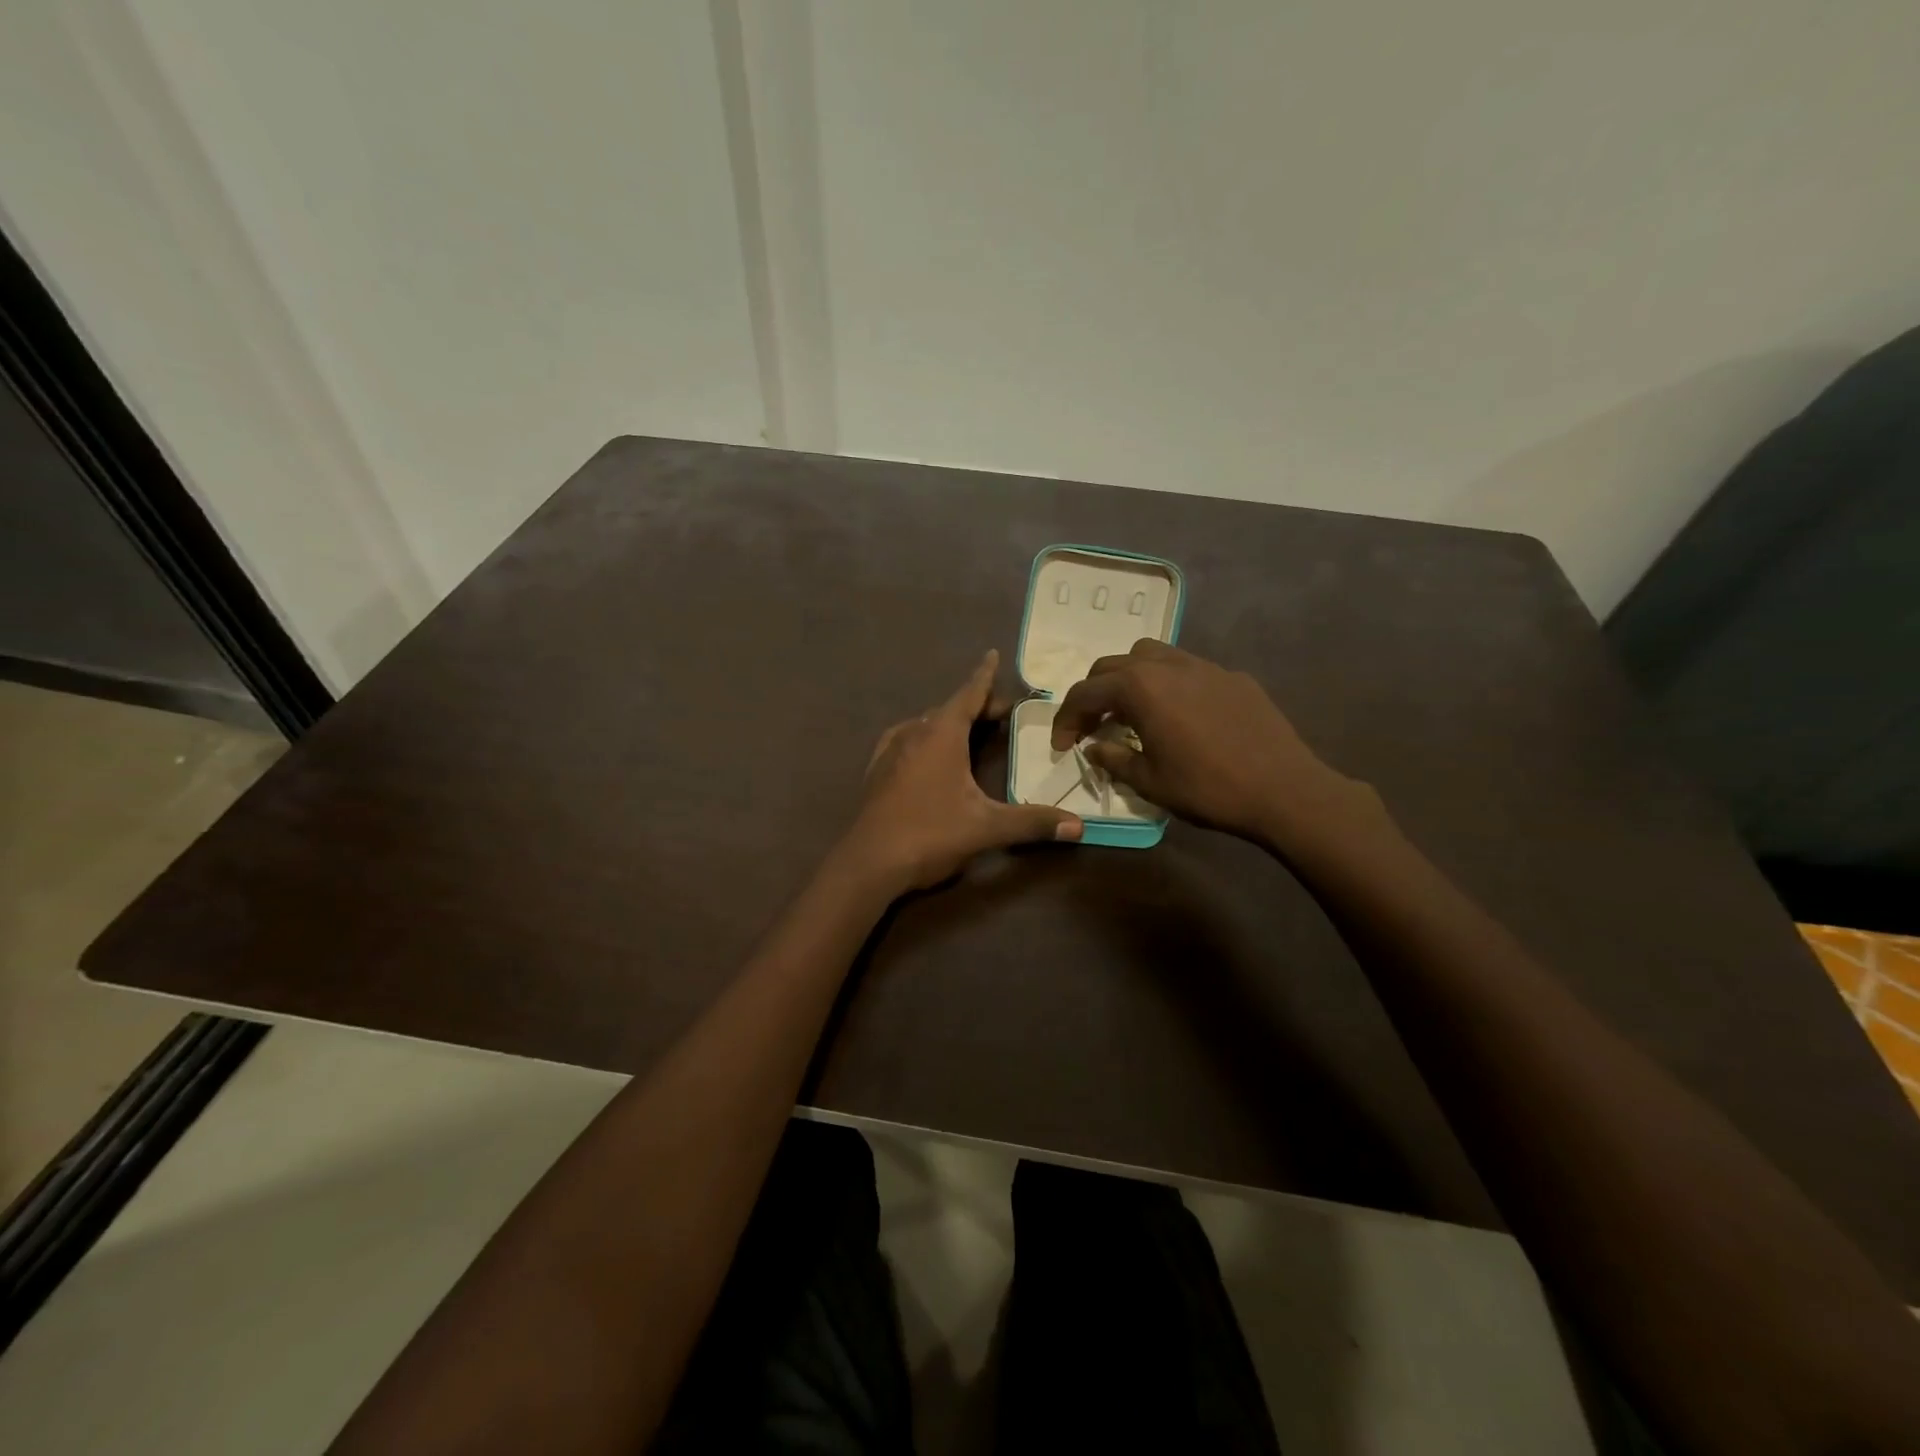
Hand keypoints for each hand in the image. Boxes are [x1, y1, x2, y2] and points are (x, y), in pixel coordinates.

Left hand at [840, 650, 1081, 893]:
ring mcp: (890, 751)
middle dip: (976, 705)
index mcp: (941, 735)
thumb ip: (1032, 822)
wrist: (868, 863)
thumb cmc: (930, 834)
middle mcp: (914, 733)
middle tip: (1002, 712)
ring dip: (949, 721)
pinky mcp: (877, 771)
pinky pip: (906, 740)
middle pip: (949, 708)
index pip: (968, 694)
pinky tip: (926, 752)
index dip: (983, 675)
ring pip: (925, 724)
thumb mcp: (987, 827)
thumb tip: (1079, 826)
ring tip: (969, 730)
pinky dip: (925, 737)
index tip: (991, 653)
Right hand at [1049, 640, 1377, 850]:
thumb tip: (1094, 748)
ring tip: (1131, 711)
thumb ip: (1114, 759)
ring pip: (1151, 656)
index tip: (1062, 746)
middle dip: (1093, 694)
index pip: (1085, 693)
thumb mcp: (1149, 781)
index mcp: (1140, 688)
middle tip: (1090, 727)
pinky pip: (1187, 670)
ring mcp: (1204, 666)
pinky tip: (1180, 716)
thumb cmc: (1207, 788)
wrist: (1284, 790)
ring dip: (1129, 679)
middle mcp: (1167, 665)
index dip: (1066, 719)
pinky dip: (1168, 685)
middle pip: (1113, 666)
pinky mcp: (1233, 676)